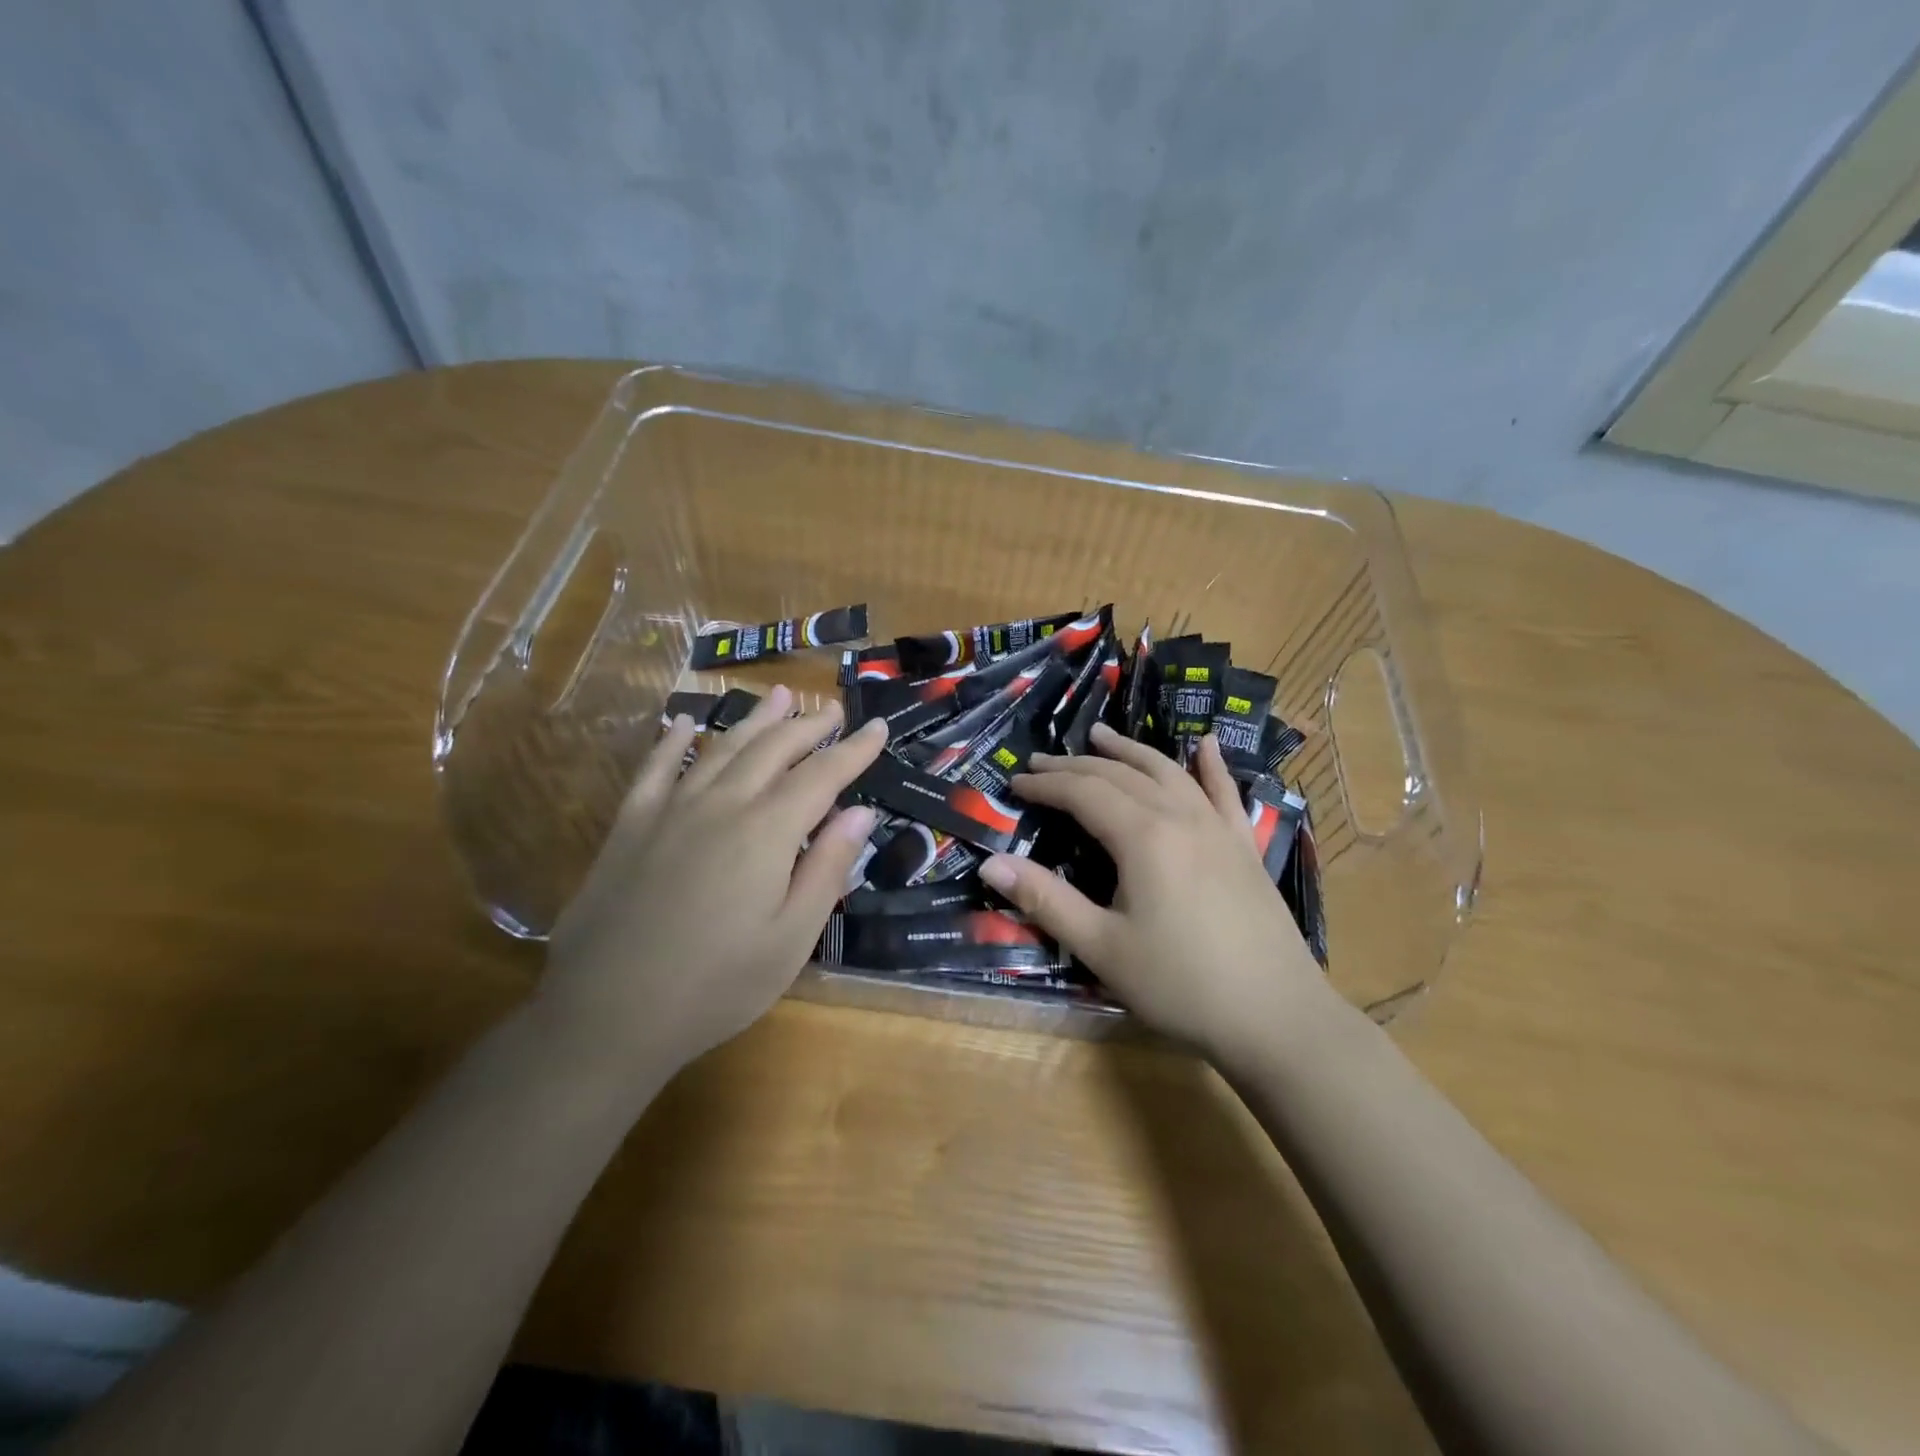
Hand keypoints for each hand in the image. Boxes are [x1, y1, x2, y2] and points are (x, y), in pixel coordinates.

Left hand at [541, 686, 886, 1082]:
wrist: (609, 1016)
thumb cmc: (717, 986)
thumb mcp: (791, 939)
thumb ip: (827, 869)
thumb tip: (860, 813)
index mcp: (767, 832)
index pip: (822, 775)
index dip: (854, 751)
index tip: (877, 728)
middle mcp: (721, 805)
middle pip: (773, 749)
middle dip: (808, 726)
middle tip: (832, 709)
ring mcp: (670, 810)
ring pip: (720, 747)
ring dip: (754, 719)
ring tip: (779, 695)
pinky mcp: (629, 826)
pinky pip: (655, 769)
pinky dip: (673, 742)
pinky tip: (684, 724)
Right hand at [977, 723, 1330, 1063]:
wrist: (1276, 1017)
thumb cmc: (1180, 985)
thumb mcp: (1102, 947)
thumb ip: (1046, 900)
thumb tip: (991, 862)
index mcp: (1142, 837)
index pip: (1083, 792)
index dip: (1046, 784)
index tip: (1015, 781)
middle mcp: (1180, 817)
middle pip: (1121, 775)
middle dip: (1076, 765)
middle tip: (1042, 762)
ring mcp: (1218, 827)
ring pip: (1167, 772)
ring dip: (1130, 750)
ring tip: (1101, 735)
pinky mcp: (1244, 846)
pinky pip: (1224, 792)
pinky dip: (1210, 765)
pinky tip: (1204, 745)